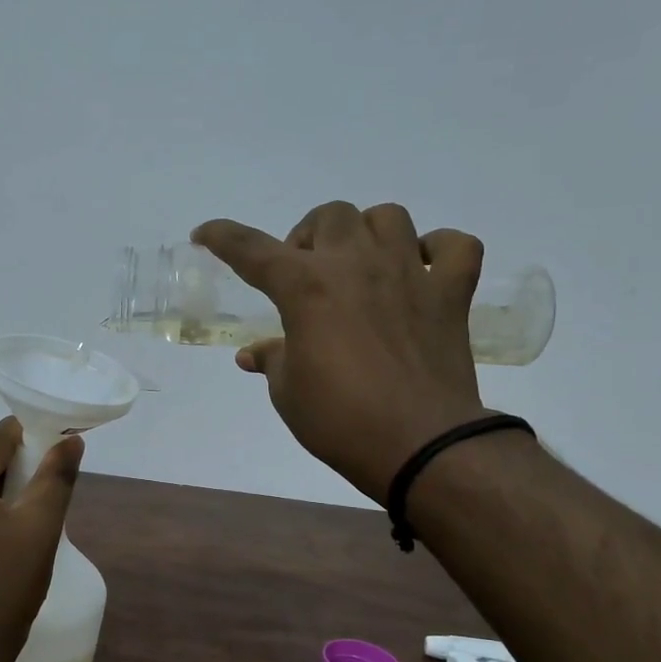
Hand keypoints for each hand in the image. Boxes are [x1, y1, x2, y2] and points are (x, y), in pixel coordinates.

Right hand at [193, 202, 490, 502]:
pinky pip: (456, 246)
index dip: (222, 237)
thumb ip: (272, 360)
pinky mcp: (451, 294)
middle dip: (309, 236)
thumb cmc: (340, 420)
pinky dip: (439, 250)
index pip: (251, 249)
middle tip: (305, 274)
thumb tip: (253, 354)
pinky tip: (423, 270)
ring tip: (361, 264)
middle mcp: (356, 264)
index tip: (204, 235)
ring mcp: (410, 273)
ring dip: (367, 233)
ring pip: (388, 217)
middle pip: (329, 215)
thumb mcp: (288, 393)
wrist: (420, 445)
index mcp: (305, 287)